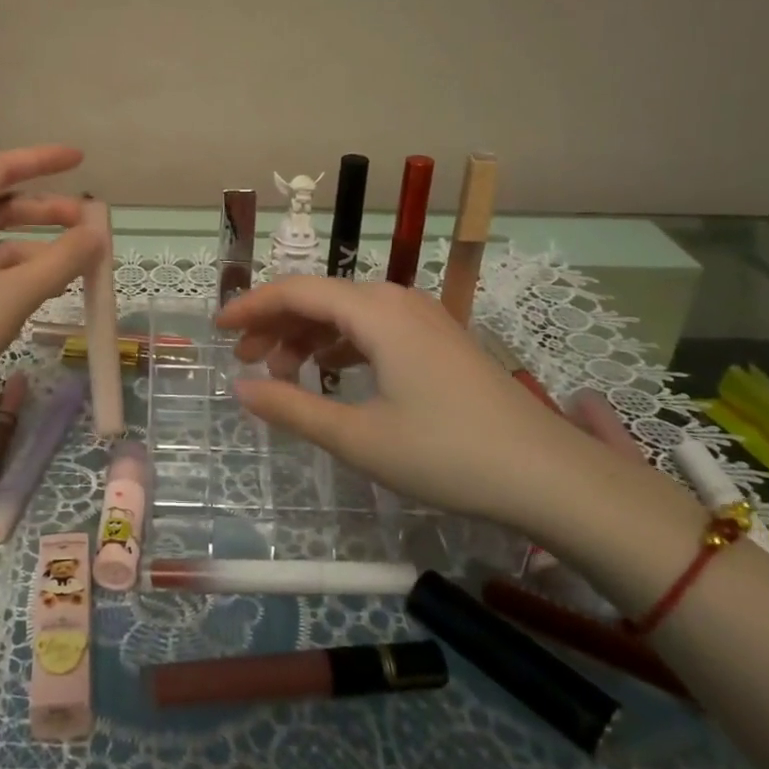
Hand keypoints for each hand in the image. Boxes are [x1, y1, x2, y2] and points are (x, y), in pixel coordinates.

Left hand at [0, 145, 102, 393]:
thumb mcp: (14, 292)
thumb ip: (62, 260)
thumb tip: (98, 234)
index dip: (42, 161)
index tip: (79, 160)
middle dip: (45, 212)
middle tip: (86, 223)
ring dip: (36, 247)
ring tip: (76, 263)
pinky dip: (17, 271)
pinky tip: (46, 286)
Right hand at [214, 277, 597, 525]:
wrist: (551, 477)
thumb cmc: (447, 454)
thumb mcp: (359, 438)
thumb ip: (292, 409)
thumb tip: (241, 388)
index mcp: (376, 312)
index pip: (296, 291)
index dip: (251, 306)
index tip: (217, 329)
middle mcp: (398, 302)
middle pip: (320, 298)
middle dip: (275, 324)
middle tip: (244, 360)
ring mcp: (424, 320)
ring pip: (347, 314)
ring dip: (306, 337)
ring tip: (281, 374)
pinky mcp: (439, 342)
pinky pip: (374, 330)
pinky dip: (340, 347)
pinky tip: (329, 376)